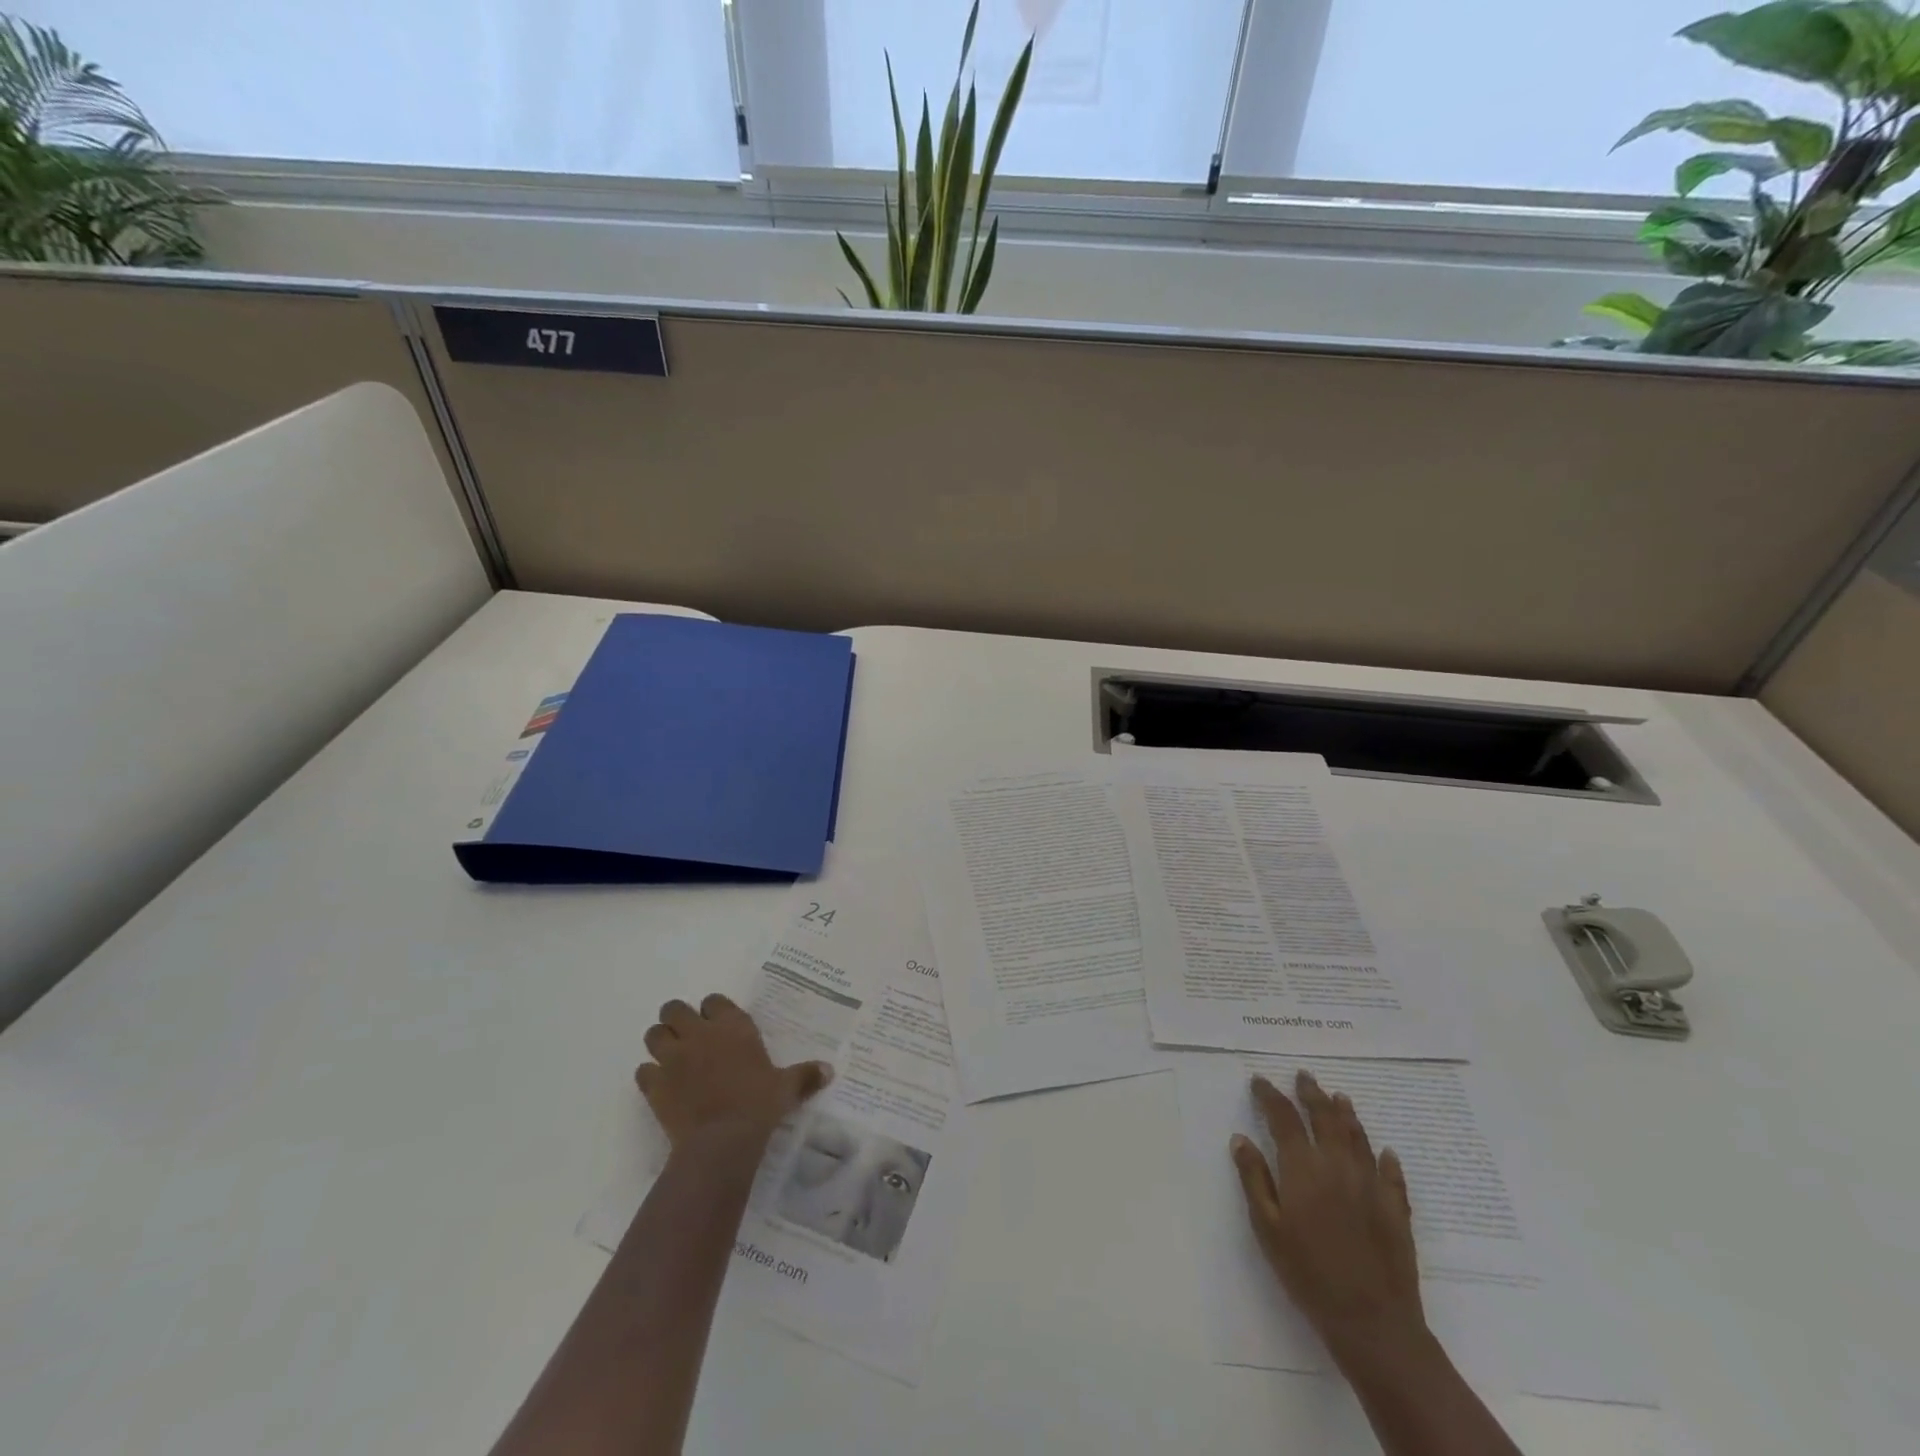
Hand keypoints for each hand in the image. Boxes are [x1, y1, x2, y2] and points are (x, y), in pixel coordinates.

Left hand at [635, 994, 832, 1147]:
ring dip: (660, 1042)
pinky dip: (649, 1076)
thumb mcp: (787, 1088)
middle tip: (688, 1036)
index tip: (718, 1023)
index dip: (713, 1010)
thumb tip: (830, 1070)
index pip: (714, 1000)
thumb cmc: (759, 1105)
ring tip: (670, 1058)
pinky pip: (642, 1071)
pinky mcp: (654, 1085)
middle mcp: (700, 1034)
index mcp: (732, 1027)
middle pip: (674, 1008)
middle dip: (677, 1018)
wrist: (722, 1141)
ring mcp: (673, 1058)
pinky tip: (661, 1087)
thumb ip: (805, 1075)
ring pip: (653, 1035)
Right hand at [1230, 1070, 1429, 1371]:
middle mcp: (1338, 1165)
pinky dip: (1385, 1158)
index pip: (1283, 1118)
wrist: (1372, 1322)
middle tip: (1303, 1076)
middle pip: (1324, 1117)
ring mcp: (1371, 1185)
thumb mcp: (1267, 1228)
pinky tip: (1385, 1152)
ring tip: (1339, 1097)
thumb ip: (1254, 1179)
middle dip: (1311, 1094)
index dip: (1270, 1096)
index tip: (1260, 1082)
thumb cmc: (1308, 1274)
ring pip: (1358, 1137)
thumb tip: (1240, 1138)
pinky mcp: (1396, 1209)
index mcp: (1303, 1168)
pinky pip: (1391, 1173)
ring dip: (1346, 1114)